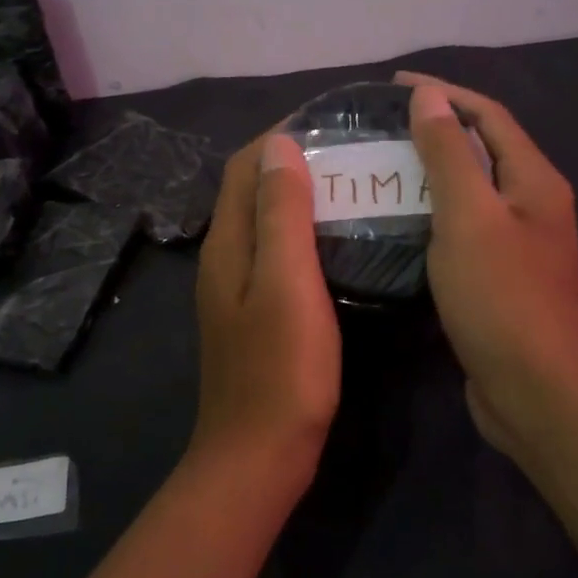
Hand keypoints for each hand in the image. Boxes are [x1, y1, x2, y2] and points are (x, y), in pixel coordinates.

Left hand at [190, 132, 341, 480]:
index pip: (244, 168)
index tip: (329, 122)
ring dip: (301, 198)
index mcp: (227, 245)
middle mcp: (225, 260)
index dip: (279, 137)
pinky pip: (278, 256)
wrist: (260, 455)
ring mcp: (238, 290)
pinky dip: (304, 234)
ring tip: (352, 187)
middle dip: (293, 163)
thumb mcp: (287, 283)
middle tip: (351, 153)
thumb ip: (281, 214)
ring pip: (267, 225)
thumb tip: (278, 146)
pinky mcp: (257, 315)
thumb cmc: (281, 369)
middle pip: (252, 192)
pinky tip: (340, 243)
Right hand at [397, 72, 577, 460]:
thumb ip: (449, 154)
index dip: (445, 93)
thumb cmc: (502, 298)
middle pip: (484, 151)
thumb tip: (429, 96)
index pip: (489, 116)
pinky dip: (435, 217)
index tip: (394, 85)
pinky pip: (466, 231)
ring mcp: (521, 246)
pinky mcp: (503, 280)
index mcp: (534, 181)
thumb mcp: (469, 217)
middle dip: (437, 131)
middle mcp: (534, 206)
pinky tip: (401, 225)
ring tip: (383, 170)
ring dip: (433, 176)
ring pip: (473, 194)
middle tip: (383, 129)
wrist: (536, 392)